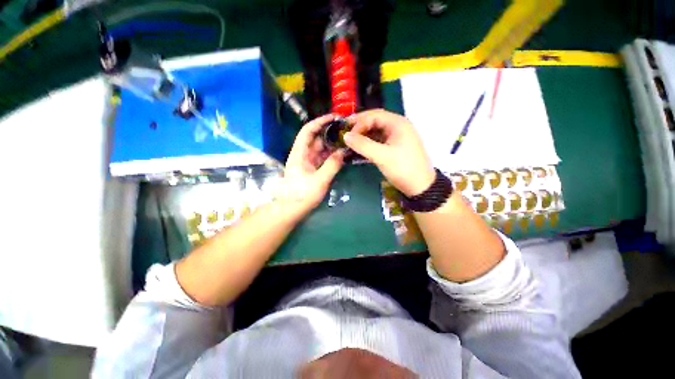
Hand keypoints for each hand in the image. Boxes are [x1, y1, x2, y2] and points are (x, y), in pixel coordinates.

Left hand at [280, 114, 345, 216]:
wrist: (292, 210)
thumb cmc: (302, 195)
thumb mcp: (319, 181)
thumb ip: (332, 166)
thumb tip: (342, 152)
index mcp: (300, 153)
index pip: (308, 131)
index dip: (319, 122)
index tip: (334, 118)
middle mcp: (303, 154)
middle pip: (316, 139)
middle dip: (330, 133)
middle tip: (346, 131)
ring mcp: (308, 162)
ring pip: (321, 149)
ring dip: (333, 145)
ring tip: (347, 142)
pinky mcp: (313, 170)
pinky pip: (323, 158)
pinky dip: (332, 156)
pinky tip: (342, 155)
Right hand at [344, 109, 434, 196]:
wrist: (420, 187)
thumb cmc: (403, 168)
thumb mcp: (382, 156)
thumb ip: (363, 145)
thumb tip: (345, 136)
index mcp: (397, 123)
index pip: (374, 115)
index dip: (359, 122)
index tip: (347, 134)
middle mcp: (397, 126)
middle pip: (375, 121)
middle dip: (359, 127)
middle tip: (345, 134)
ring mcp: (396, 137)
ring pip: (376, 131)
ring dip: (363, 135)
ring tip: (350, 142)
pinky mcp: (394, 147)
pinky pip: (378, 141)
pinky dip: (368, 143)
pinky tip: (359, 149)